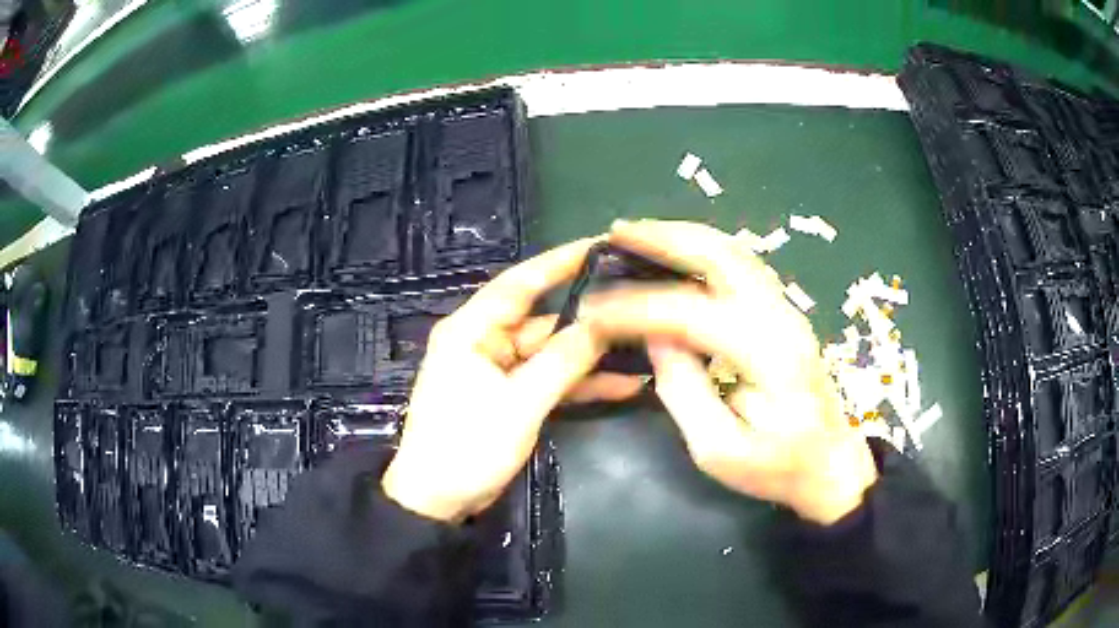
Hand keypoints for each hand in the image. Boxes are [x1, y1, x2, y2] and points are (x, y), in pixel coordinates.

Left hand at [382, 239, 644, 522]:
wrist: (438, 500)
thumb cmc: (468, 445)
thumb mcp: (520, 402)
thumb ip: (563, 360)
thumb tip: (603, 323)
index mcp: (472, 330)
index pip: (519, 283)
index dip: (559, 262)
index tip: (601, 245)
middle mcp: (484, 342)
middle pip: (542, 320)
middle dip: (588, 318)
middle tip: (636, 302)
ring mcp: (498, 371)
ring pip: (551, 353)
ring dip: (590, 357)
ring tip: (642, 346)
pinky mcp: (508, 397)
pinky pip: (548, 381)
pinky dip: (579, 384)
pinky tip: (624, 385)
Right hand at [586, 220, 877, 524]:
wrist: (831, 464)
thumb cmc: (776, 468)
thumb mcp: (718, 449)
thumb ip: (683, 390)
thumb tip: (655, 337)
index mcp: (769, 355)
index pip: (692, 312)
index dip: (637, 307)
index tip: (594, 310)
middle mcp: (782, 318)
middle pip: (723, 255)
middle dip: (665, 238)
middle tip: (618, 234)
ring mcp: (787, 310)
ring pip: (734, 252)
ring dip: (684, 236)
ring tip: (639, 235)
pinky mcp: (784, 314)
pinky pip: (741, 266)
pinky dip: (703, 251)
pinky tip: (677, 254)